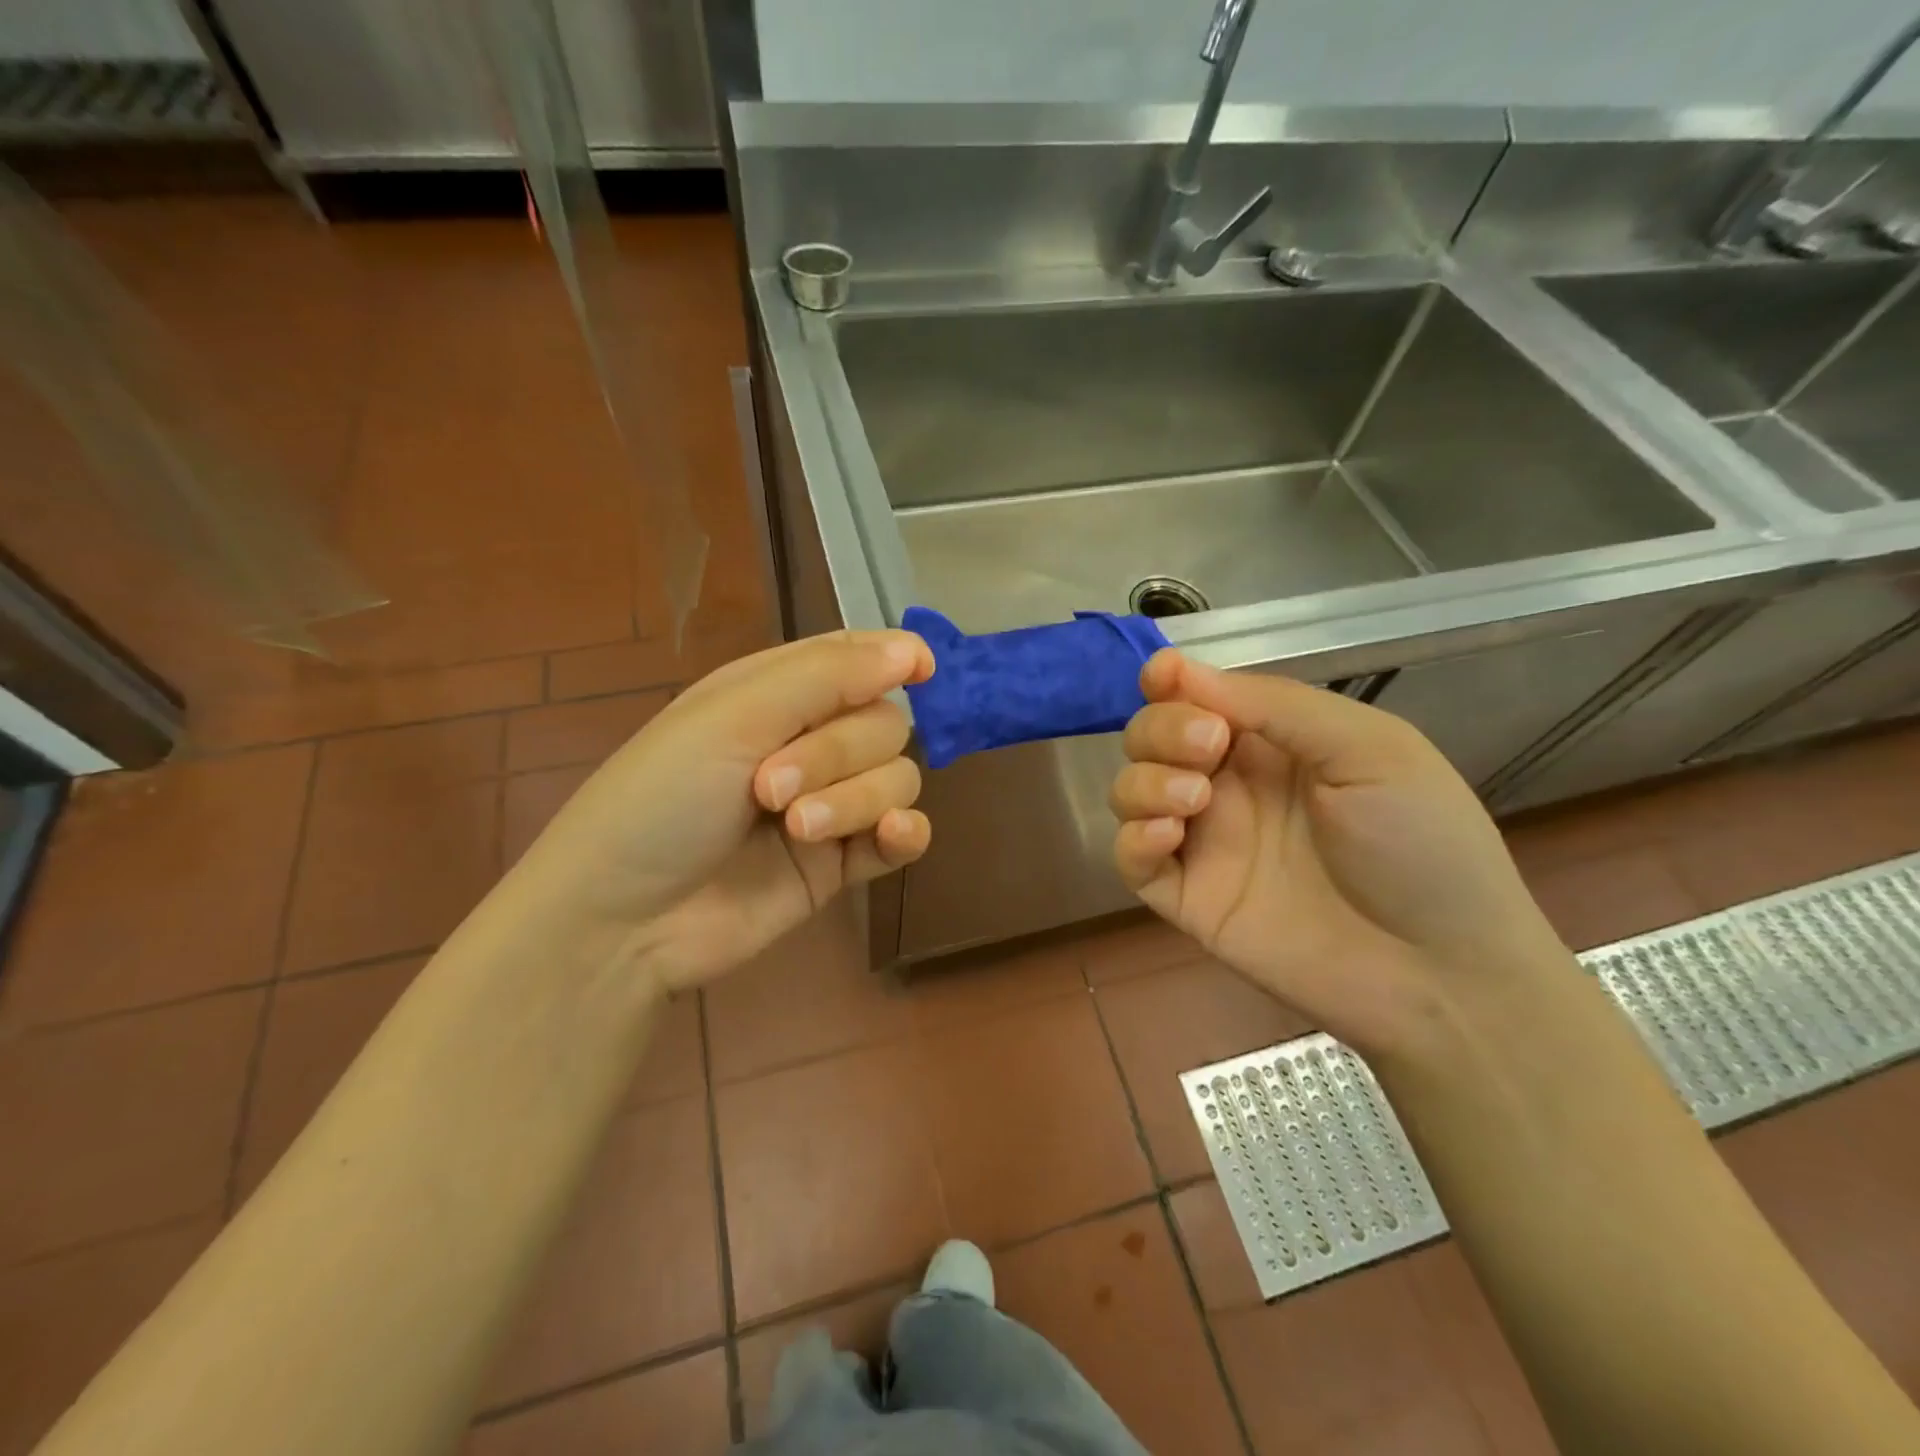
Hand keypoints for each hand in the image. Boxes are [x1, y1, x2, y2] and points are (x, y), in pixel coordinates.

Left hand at [509, 630, 933, 991]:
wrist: (623, 919)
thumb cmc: (662, 798)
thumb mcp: (735, 716)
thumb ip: (829, 675)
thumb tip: (916, 649)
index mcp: (778, 694)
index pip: (856, 658)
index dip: (894, 659)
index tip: (924, 671)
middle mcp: (811, 741)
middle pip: (884, 723)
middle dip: (839, 753)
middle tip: (770, 788)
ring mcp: (831, 804)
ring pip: (898, 778)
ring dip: (855, 800)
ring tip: (796, 829)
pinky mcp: (842, 862)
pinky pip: (903, 836)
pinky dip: (905, 832)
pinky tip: (891, 835)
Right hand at [1109, 650, 1564, 1055]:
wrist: (1441, 970)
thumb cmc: (1421, 845)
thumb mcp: (1370, 750)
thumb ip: (1278, 706)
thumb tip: (1184, 670)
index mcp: (1272, 743)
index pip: (1198, 698)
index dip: (1169, 681)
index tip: (1160, 678)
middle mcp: (1228, 785)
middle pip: (1151, 736)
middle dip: (1162, 730)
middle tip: (1208, 749)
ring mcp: (1205, 842)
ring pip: (1131, 790)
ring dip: (1146, 781)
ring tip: (1195, 800)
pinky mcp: (1188, 897)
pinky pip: (1131, 858)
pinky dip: (1132, 837)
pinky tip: (1166, 835)